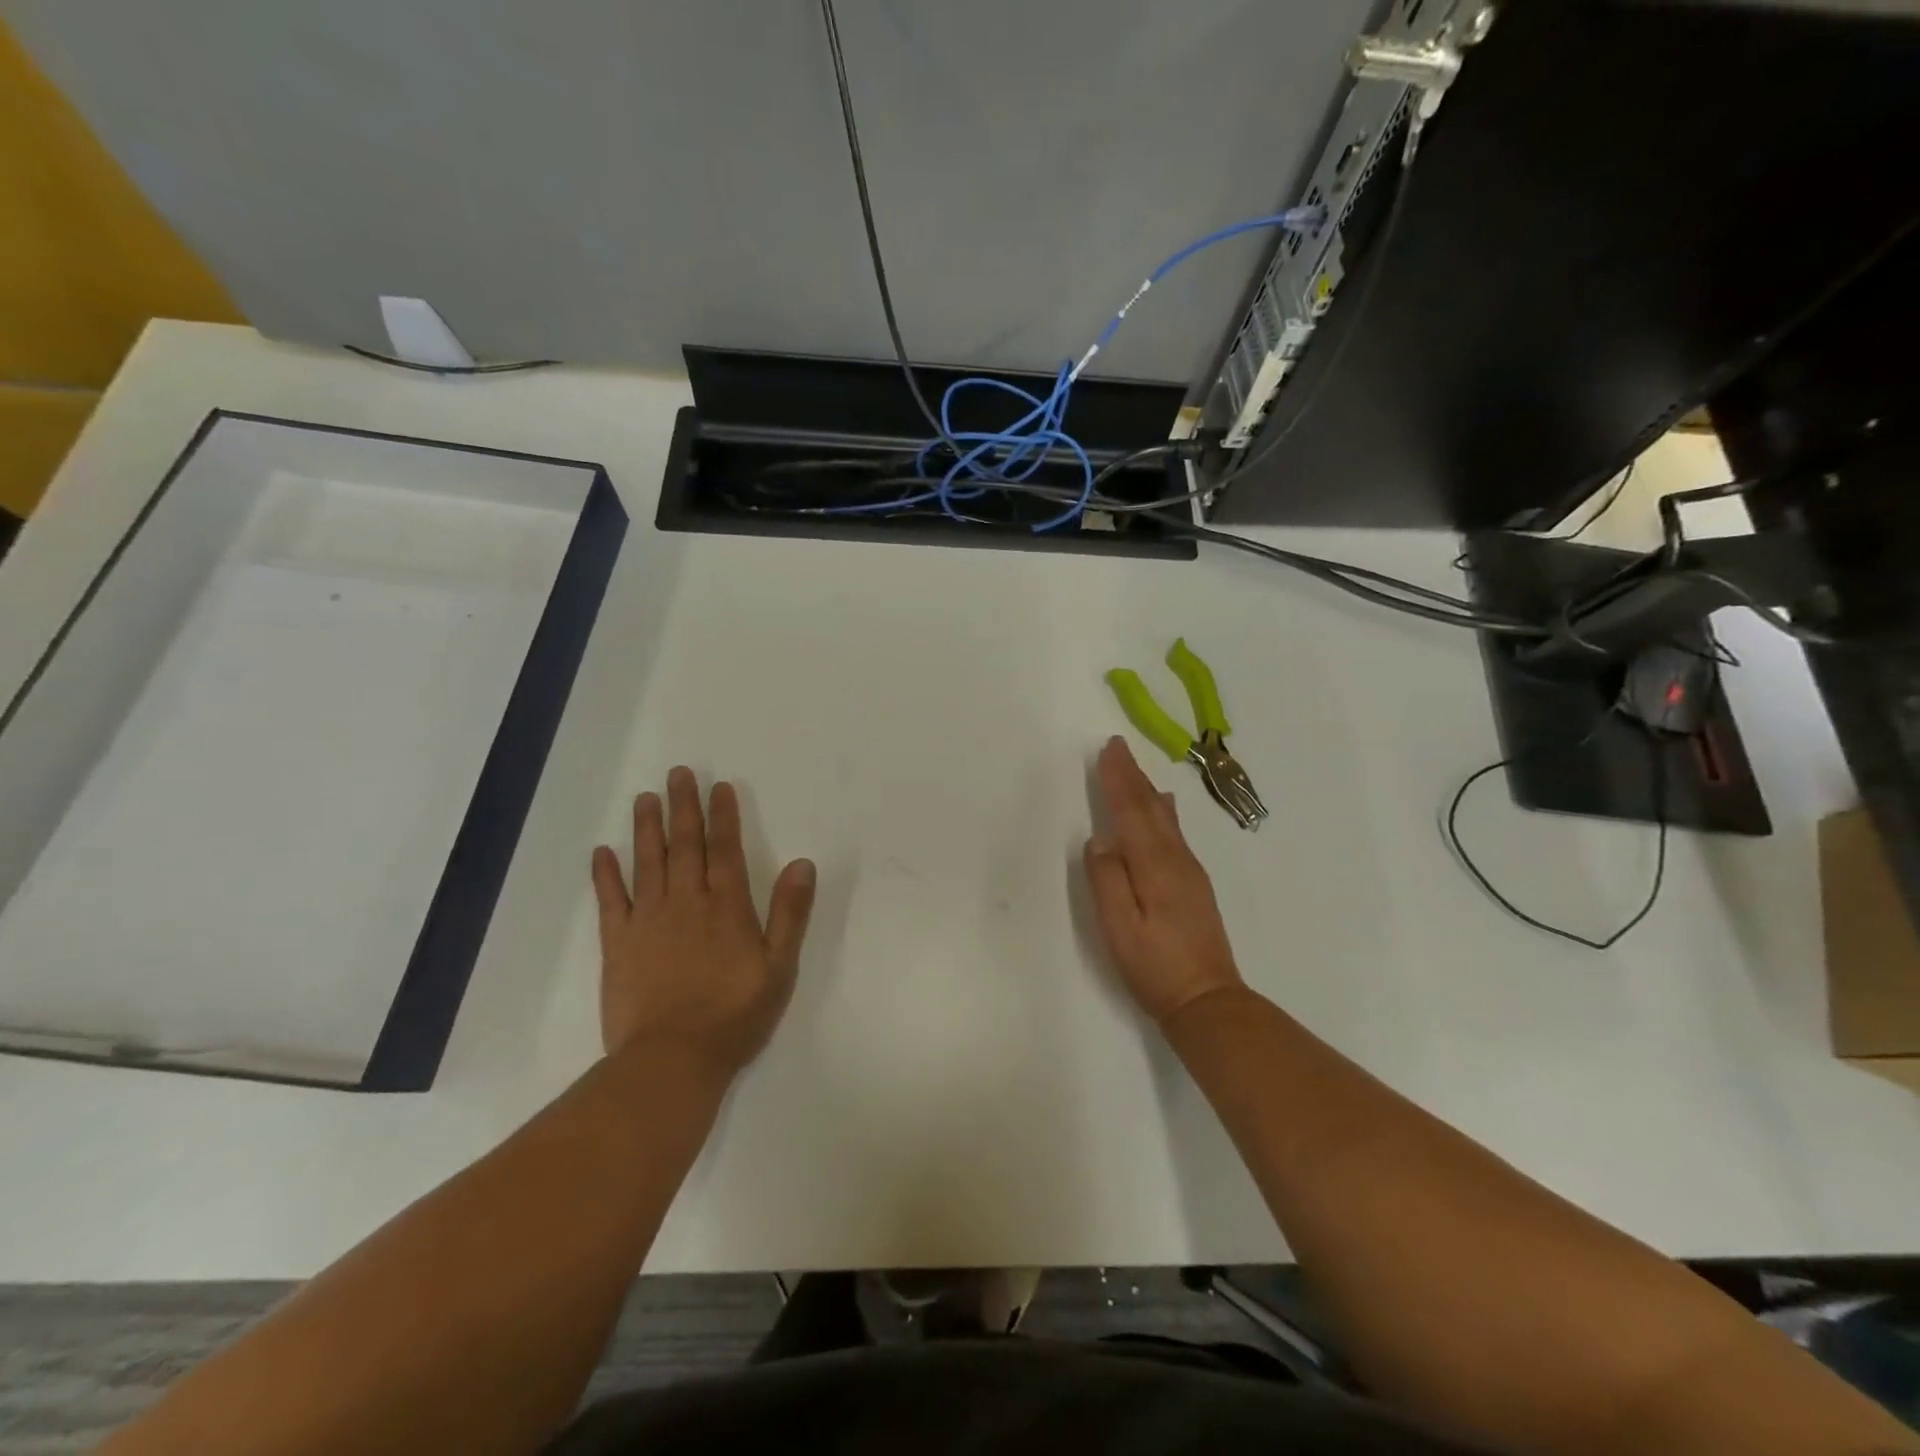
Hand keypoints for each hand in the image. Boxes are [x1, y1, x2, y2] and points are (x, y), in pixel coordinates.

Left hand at [591, 767, 815, 1073]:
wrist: (672, 1059)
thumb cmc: (735, 1014)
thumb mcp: (779, 967)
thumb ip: (790, 913)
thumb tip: (802, 863)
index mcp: (727, 906)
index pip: (725, 849)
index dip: (723, 815)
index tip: (719, 787)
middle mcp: (687, 901)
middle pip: (684, 845)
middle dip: (684, 807)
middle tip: (678, 774)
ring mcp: (648, 920)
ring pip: (648, 862)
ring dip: (647, 828)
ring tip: (645, 798)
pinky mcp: (618, 943)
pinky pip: (611, 899)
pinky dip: (606, 874)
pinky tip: (603, 852)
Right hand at [1083, 736, 1245, 1026]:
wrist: (1208, 1000)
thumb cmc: (1155, 967)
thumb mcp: (1120, 928)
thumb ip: (1108, 881)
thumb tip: (1099, 841)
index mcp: (1155, 866)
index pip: (1132, 812)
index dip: (1119, 779)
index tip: (1108, 749)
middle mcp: (1176, 860)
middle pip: (1151, 808)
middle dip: (1133, 776)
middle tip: (1118, 746)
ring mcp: (1190, 872)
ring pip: (1166, 818)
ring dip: (1147, 790)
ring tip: (1136, 770)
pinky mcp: (1194, 885)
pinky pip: (1174, 833)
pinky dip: (1162, 811)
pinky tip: (1165, 808)